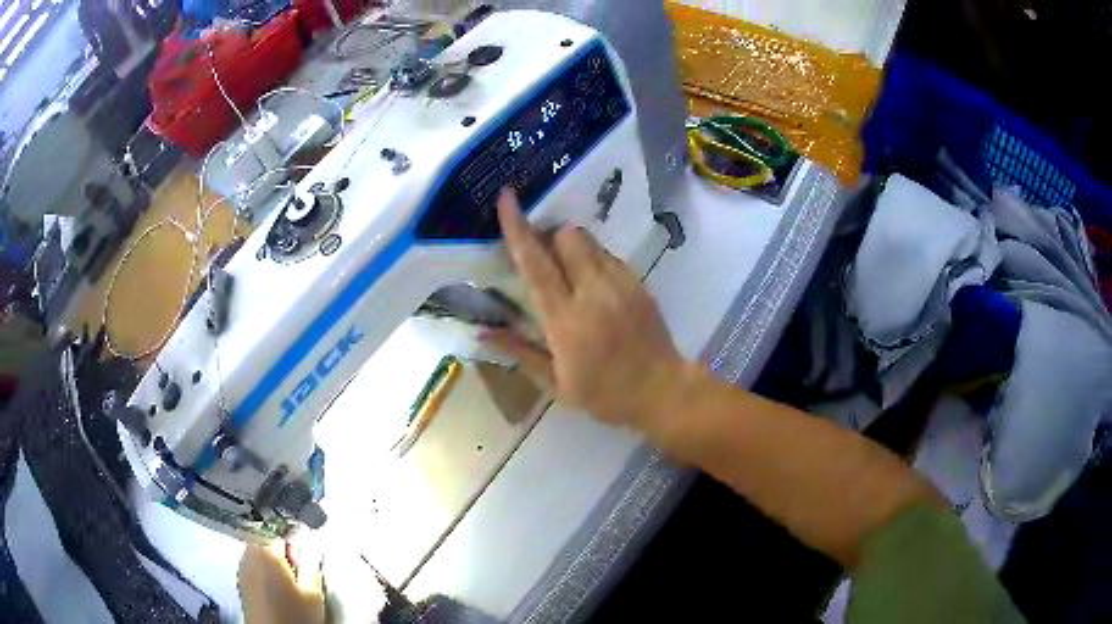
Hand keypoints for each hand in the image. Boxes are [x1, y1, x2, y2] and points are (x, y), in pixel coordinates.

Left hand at [238, 543, 324, 623]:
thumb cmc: (293, 616)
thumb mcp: (313, 592)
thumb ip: (312, 565)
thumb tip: (311, 550)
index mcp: (265, 550)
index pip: (280, 530)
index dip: (295, 539)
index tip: (307, 552)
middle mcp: (248, 554)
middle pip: (266, 539)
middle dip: (283, 550)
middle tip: (300, 569)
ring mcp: (242, 569)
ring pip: (259, 553)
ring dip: (274, 561)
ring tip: (290, 582)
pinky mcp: (241, 583)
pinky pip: (254, 567)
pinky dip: (266, 571)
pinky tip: (278, 589)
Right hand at [482, 190, 690, 433]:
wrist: (662, 391)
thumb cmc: (604, 395)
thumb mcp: (556, 384)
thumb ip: (520, 352)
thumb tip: (483, 333)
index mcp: (565, 319)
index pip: (535, 264)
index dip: (517, 228)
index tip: (507, 197)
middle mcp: (593, 292)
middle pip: (567, 236)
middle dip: (548, 236)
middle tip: (542, 257)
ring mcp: (620, 283)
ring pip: (589, 240)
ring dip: (570, 246)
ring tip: (569, 273)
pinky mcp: (638, 282)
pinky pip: (608, 255)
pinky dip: (592, 259)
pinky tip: (594, 286)